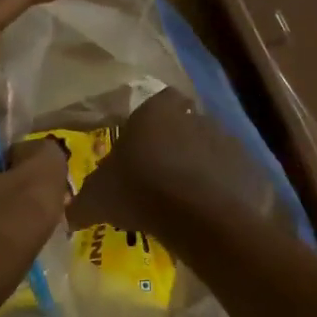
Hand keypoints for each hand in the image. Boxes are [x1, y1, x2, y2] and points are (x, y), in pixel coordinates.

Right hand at [69, 88, 268, 236]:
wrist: (196, 215)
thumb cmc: (139, 191)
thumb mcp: (97, 199)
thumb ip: (82, 202)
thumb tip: (69, 213)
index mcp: (156, 112)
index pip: (162, 100)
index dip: (155, 119)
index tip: (146, 143)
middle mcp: (194, 116)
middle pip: (187, 124)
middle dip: (177, 144)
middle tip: (163, 175)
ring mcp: (226, 140)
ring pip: (211, 149)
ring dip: (201, 166)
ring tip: (186, 197)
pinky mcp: (248, 167)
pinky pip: (231, 175)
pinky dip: (222, 188)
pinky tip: (208, 210)